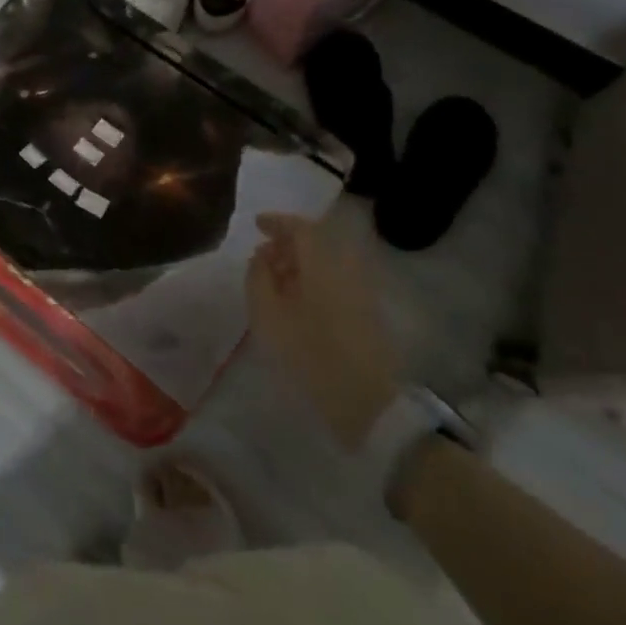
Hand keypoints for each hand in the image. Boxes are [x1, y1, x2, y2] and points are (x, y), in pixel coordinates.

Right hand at [246, 208, 399, 447]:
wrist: (368, 402)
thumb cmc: (311, 353)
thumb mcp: (269, 316)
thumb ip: (258, 278)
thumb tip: (261, 256)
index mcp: (323, 263)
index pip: (301, 227)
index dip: (277, 222)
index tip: (257, 225)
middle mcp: (346, 268)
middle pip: (316, 242)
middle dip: (288, 244)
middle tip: (263, 259)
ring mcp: (360, 290)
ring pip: (326, 263)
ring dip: (300, 265)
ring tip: (276, 284)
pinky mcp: (366, 311)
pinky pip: (335, 280)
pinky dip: (314, 281)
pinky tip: (296, 303)